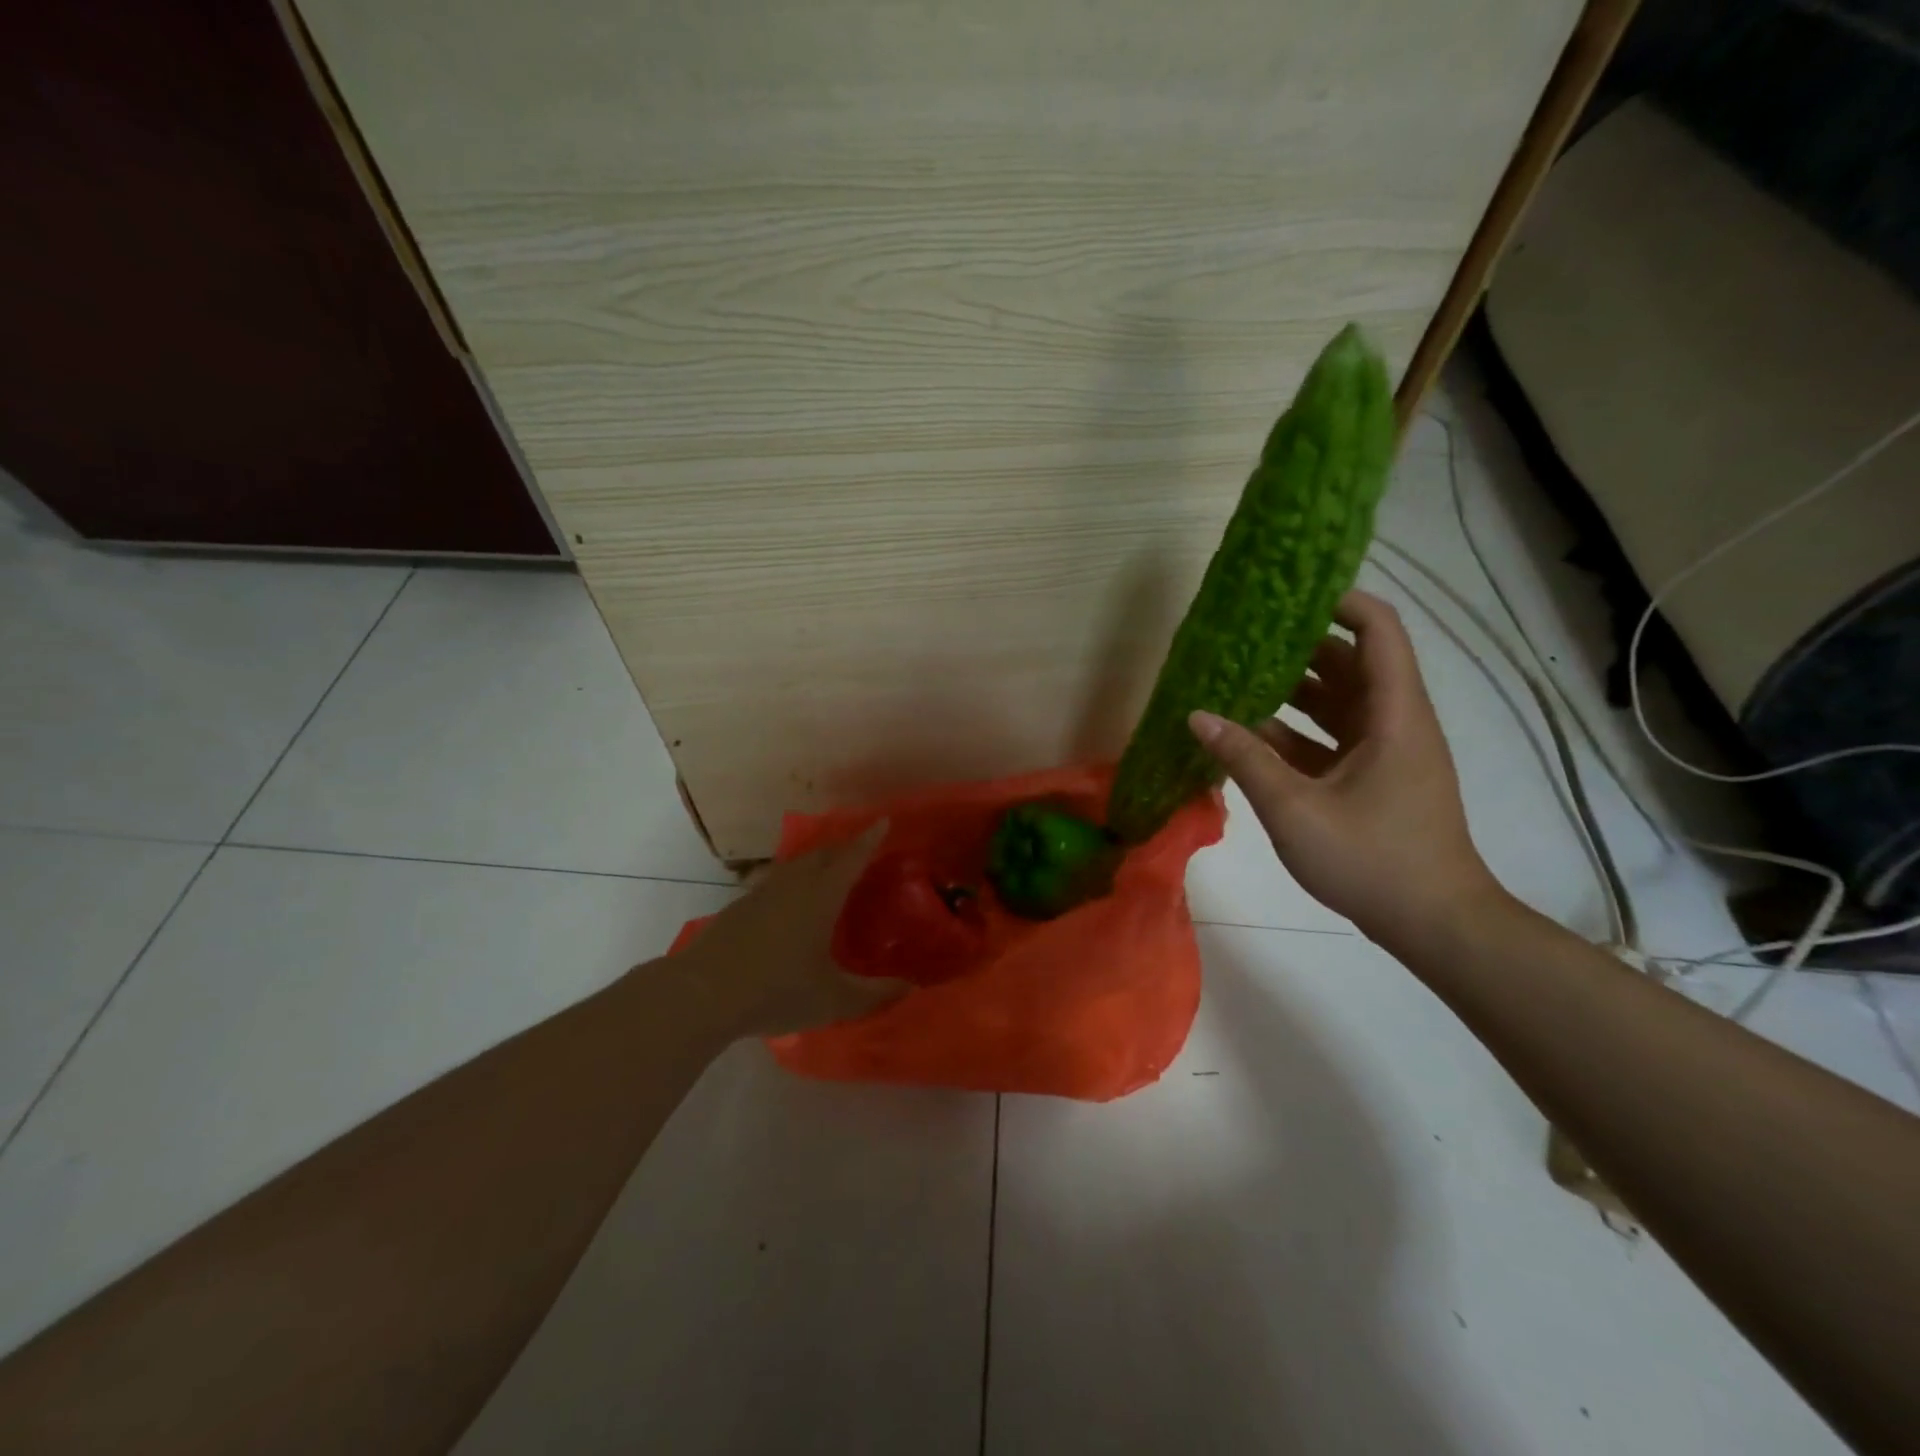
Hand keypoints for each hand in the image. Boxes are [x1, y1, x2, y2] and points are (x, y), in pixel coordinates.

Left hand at [676, 823, 911, 1037]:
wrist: (702, 994)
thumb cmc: (776, 991)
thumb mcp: (833, 1000)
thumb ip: (874, 994)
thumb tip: (910, 987)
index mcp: (820, 898)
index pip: (851, 859)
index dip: (869, 840)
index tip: (883, 820)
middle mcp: (792, 886)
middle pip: (822, 855)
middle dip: (844, 847)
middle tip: (860, 847)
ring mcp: (761, 894)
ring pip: (795, 865)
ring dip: (816, 860)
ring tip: (827, 867)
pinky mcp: (738, 908)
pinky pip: (774, 880)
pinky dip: (791, 878)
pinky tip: (787, 899)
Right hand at [1188, 590, 1504, 947]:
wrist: (1434, 924)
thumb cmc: (1372, 859)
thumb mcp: (1296, 809)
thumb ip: (1245, 759)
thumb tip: (1197, 716)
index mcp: (1393, 713)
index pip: (1377, 630)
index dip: (1339, 601)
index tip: (1286, 596)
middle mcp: (1394, 721)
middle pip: (1350, 662)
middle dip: (1298, 646)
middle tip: (1243, 637)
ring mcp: (1385, 752)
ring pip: (1337, 702)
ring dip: (1291, 691)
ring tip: (1236, 680)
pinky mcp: (1373, 779)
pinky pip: (1330, 739)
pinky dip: (1293, 733)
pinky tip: (1248, 736)